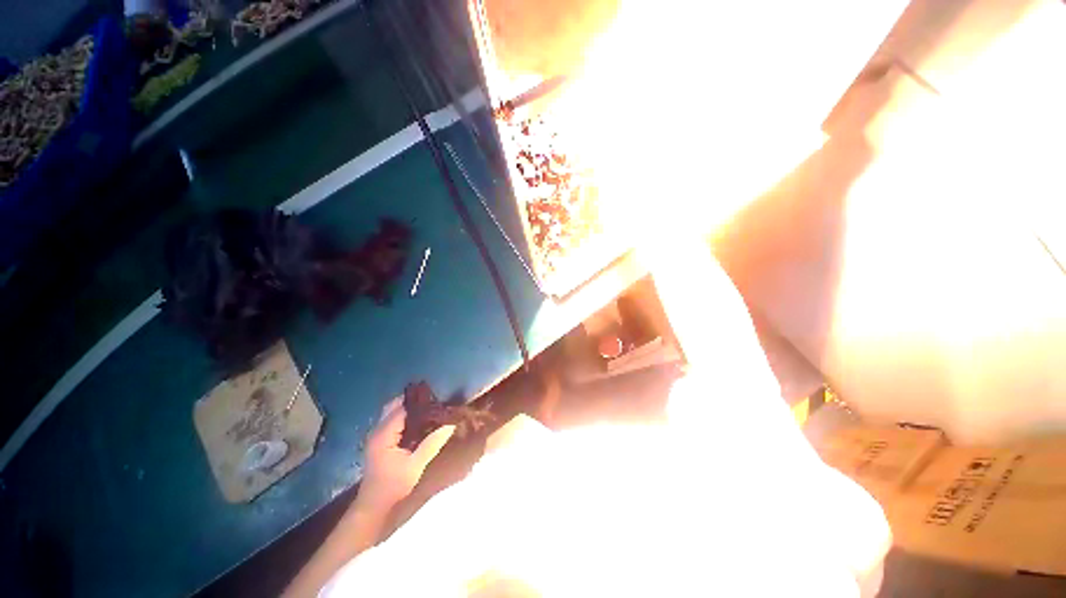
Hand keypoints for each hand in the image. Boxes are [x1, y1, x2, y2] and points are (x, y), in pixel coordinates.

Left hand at [358, 398, 455, 511]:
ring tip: (430, 409)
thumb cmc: (393, 486)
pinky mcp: (380, 440)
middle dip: (413, 401)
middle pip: (394, 406)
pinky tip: (420, 422)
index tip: (437, 400)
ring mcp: (377, 435)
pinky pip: (392, 421)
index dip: (419, 403)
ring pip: (392, 412)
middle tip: (434, 402)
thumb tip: (451, 425)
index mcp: (384, 435)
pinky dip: (405, 417)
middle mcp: (377, 431)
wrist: (373, 506)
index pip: (402, 409)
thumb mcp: (415, 466)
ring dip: (409, 409)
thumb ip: (432, 444)